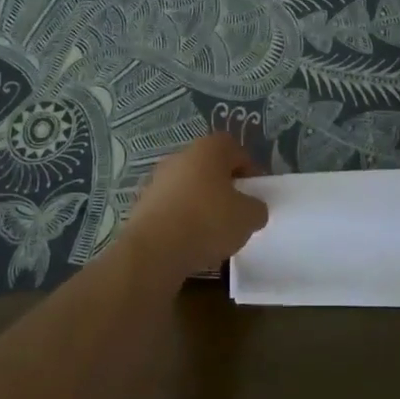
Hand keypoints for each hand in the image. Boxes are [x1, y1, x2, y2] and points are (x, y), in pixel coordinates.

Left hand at [122, 132, 268, 280]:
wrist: (154, 250)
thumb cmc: (208, 221)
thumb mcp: (249, 217)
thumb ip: (257, 208)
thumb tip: (251, 209)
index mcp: (208, 149)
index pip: (235, 149)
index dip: (249, 169)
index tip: (254, 193)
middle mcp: (180, 157)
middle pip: (210, 167)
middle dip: (224, 187)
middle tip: (235, 212)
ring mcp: (158, 180)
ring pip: (189, 187)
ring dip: (202, 204)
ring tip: (213, 232)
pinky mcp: (143, 204)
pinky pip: (172, 207)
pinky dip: (182, 220)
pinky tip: (190, 242)